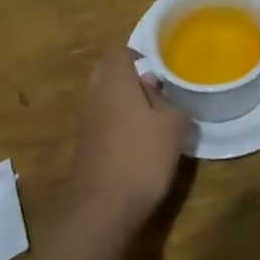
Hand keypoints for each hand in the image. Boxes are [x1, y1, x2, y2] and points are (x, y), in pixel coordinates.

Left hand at [69, 47, 189, 236]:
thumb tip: (158, 92)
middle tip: (157, 90)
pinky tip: (141, 143)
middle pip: (108, 74)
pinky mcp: (86, 147)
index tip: (158, 68)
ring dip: (126, 103)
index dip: (138, 54)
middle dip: (131, 78)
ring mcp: (86, 123)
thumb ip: (170, 102)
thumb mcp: (173, 126)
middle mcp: (95, 96)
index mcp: (115, 82)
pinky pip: (103, 122)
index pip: (119, 52)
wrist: (104, 208)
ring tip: (154, 119)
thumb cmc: (142, 156)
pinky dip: (119, 125)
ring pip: (105, 99)